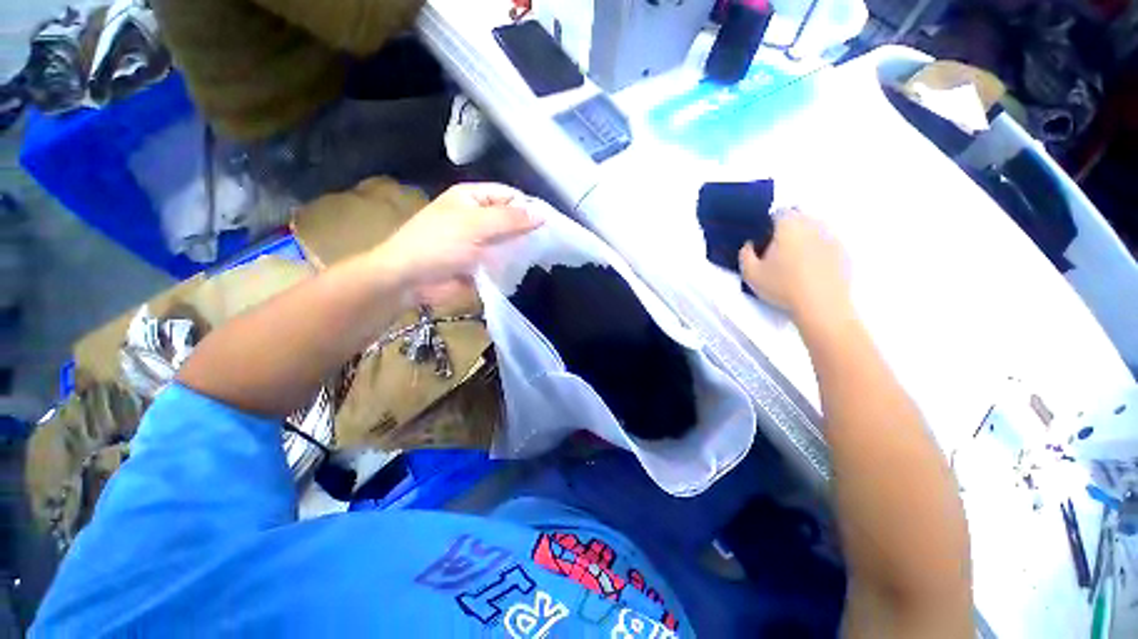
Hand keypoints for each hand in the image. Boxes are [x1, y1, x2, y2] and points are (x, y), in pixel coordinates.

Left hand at [371, 183, 542, 301]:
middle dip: (528, 230)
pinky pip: (502, 259)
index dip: (529, 206)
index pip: (509, 195)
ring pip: (509, 241)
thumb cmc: (439, 244)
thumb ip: (509, 219)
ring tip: (543, 257)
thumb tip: (541, 215)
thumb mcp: (475, 225)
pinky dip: (513, 263)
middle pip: (511, 219)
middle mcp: (478, 216)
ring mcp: (480, 240)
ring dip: (522, 248)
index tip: (550, 223)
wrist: (410, 279)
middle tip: (550, 243)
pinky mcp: (480, 261)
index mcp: (473, 197)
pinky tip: (527, 268)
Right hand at [739, 208, 848, 317]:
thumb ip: (745, 254)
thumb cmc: (782, 286)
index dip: (768, 224)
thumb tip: (750, 245)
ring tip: (794, 261)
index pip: (778, 212)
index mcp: (789, 225)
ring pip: (814, 230)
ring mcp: (831, 237)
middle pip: (798, 218)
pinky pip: (826, 244)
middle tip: (776, 251)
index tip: (762, 240)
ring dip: (803, 239)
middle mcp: (812, 225)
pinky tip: (810, 270)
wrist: (821, 306)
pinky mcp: (844, 252)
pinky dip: (818, 251)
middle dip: (787, 229)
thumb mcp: (751, 274)